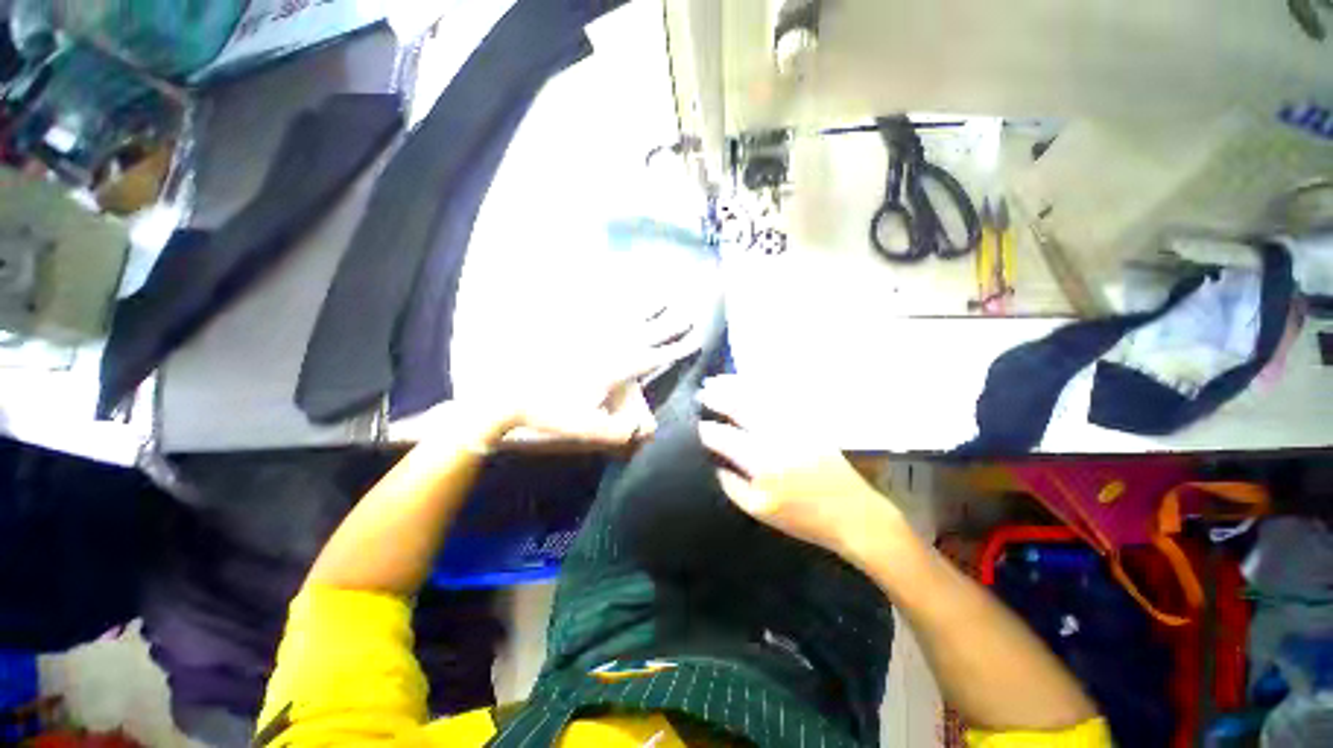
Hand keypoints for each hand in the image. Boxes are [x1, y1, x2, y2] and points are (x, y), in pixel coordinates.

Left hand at [502, 305, 698, 447]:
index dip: (678, 350)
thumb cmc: (549, 412)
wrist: (508, 392)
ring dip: (647, 305)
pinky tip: (614, 286)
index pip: (655, 357)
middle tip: (689, 313)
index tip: (696, 339)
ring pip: (626, 315)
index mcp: (615, 369)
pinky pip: (595, 307)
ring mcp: (589, 335)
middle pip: (647, 332)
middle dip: (671, 325)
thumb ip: (619, 431)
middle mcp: (608, 347)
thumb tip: (647, 430)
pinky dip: (609, 296)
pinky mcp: (571, 330)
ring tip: (662, 294)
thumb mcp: (587, 429)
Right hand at [695, 375, 901, 556]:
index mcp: (760, 461)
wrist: (853, 513)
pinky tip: (749, 381)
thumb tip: (716, 464)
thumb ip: (732, 486)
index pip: (724, 436)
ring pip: (757, 395)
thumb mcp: (760, 510)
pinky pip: (779, 395)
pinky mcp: (807, 419)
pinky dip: (760, 385)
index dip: (706, 429)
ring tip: (717, 380)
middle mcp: (774, 435)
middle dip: (716, 396)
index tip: (695, 426)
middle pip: (740, 406)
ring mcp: (793, 422)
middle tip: (701, 391)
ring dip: (734, 385)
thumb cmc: (803, 517)